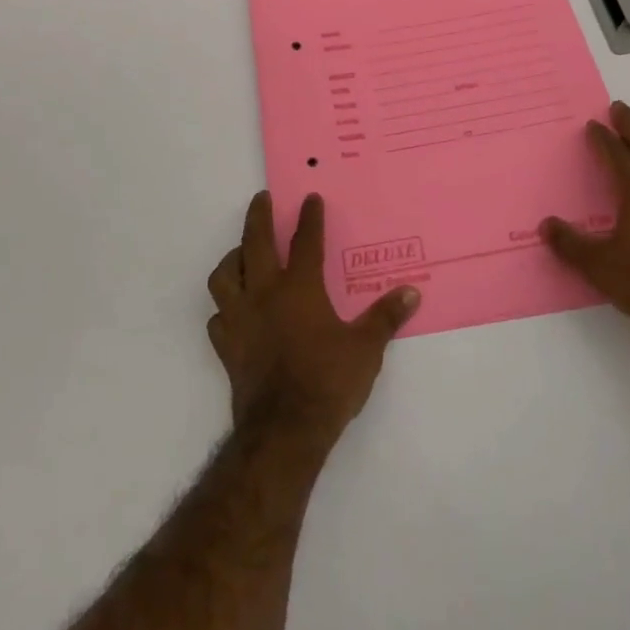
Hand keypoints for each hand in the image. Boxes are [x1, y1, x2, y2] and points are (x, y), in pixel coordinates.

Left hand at [206, 192, 419, 441]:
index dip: (309, 218)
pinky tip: (232, 310)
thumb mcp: (366, 349)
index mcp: (299, 288)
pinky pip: (218, 318)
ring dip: (232, 259)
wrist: (284, 431)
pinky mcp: (227, 347)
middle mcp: (265, 294)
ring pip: (224, 276)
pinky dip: (224, 308)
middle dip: (258, 216)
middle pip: (255, 243)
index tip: (311, 198)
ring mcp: (241, 319)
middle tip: (261, 199)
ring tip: (241, 253)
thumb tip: (411, 293)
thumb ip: (385, 317)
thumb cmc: (328, 382)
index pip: (305, 242)